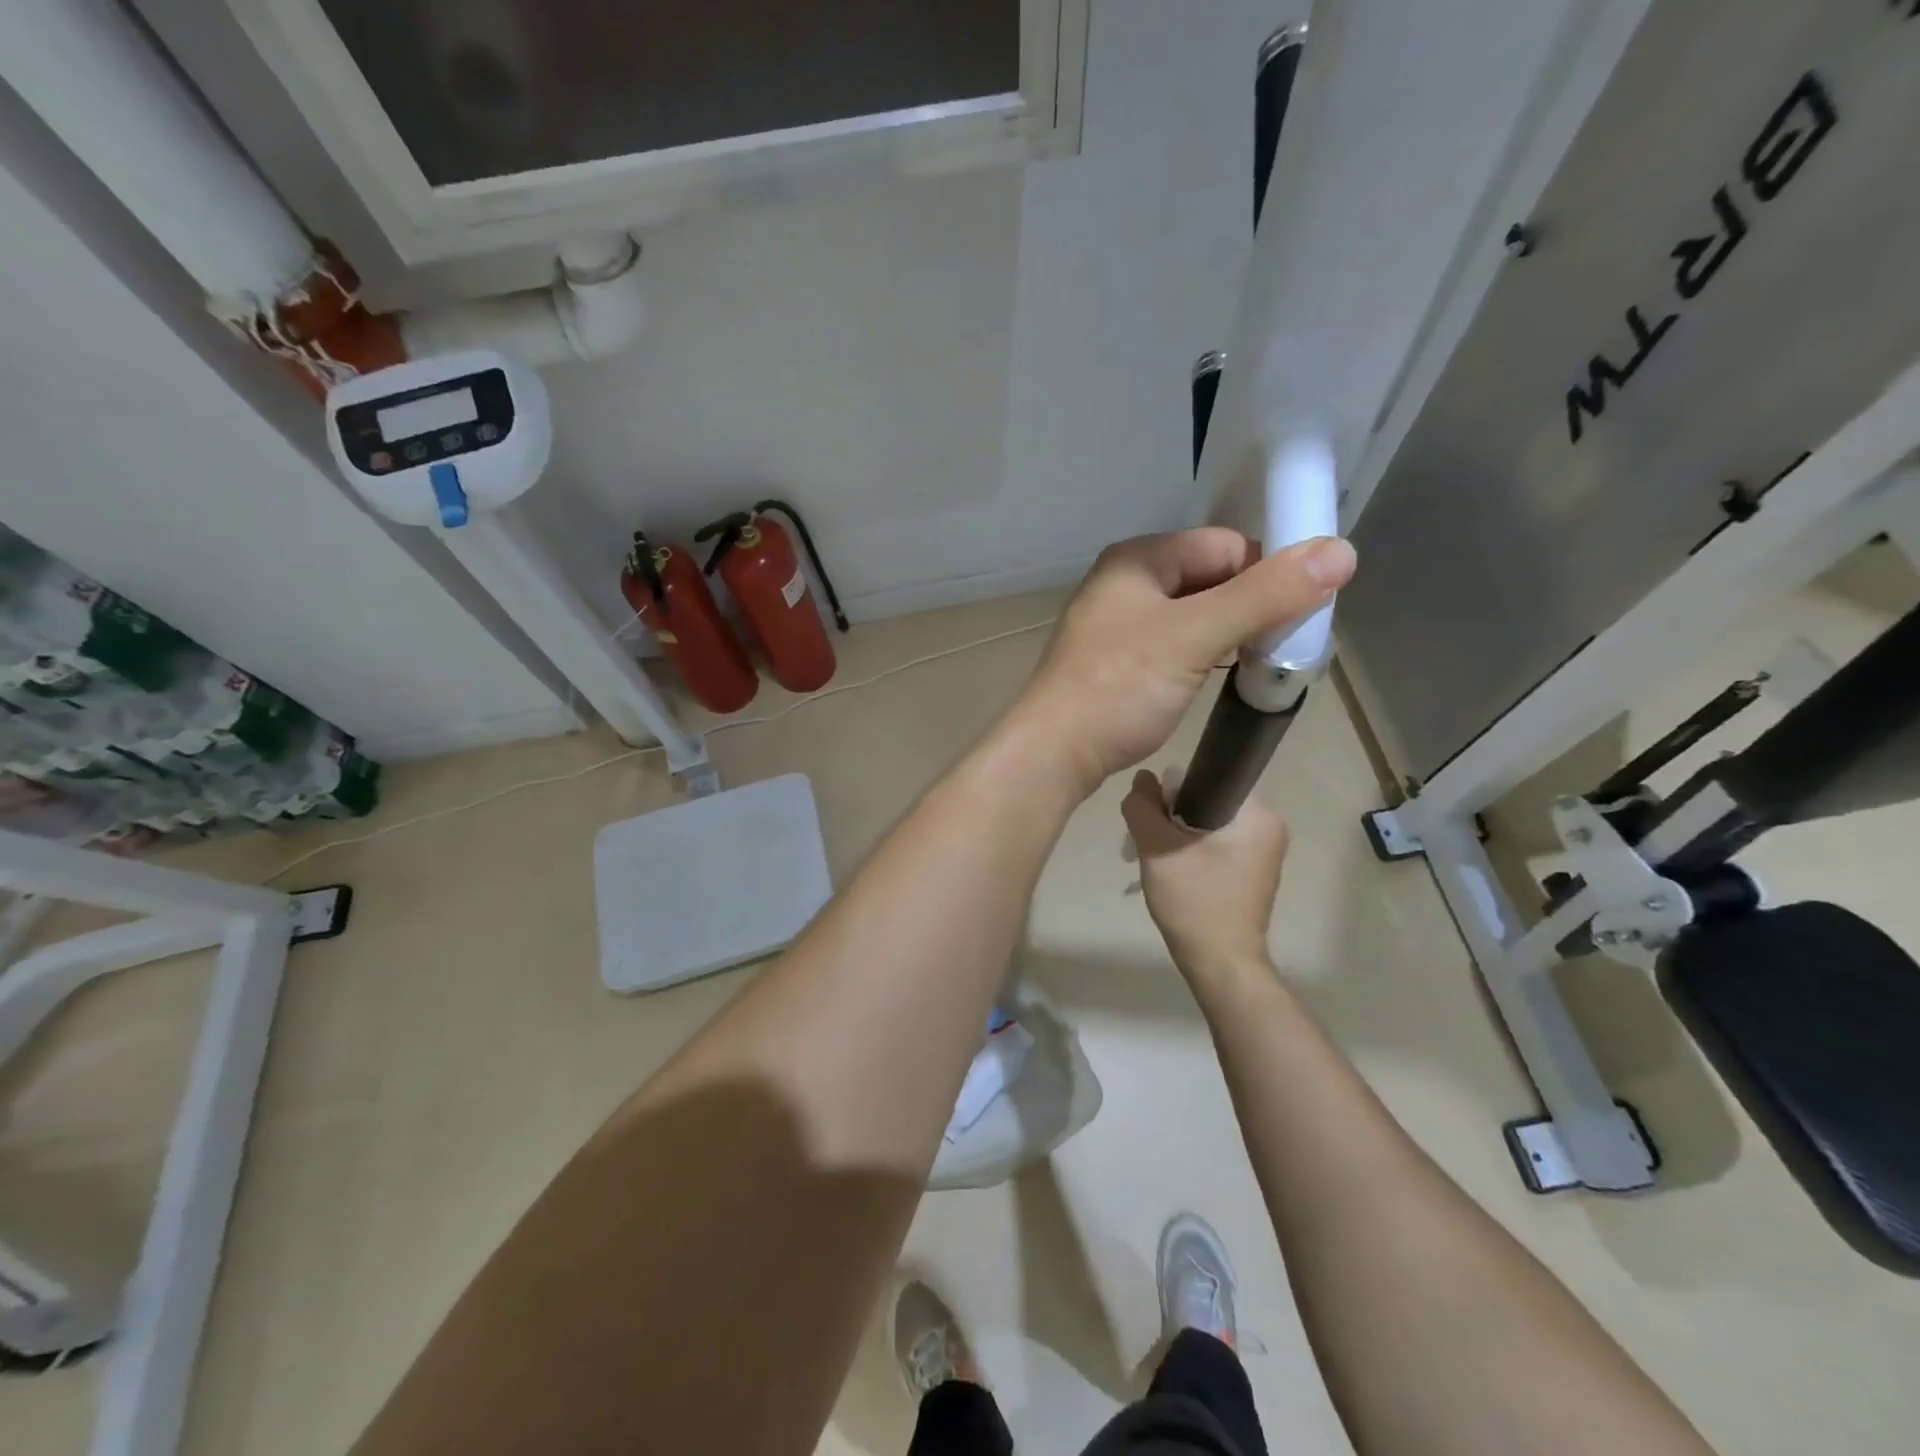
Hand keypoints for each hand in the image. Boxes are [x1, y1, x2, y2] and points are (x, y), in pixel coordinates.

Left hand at [1011, 530, 1354, 795]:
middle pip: (1211, 578)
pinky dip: (1205, 655)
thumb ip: (1265, 596)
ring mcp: (1119, 625)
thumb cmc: (1120, 688)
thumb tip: (1341, 552)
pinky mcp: (1119, 662)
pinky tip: (1224, 677)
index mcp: (1138, 559)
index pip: (1225, 545)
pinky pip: (1177, 644)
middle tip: (1287, 645)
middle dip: (1252, 606)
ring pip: (1195, 615)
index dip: (1268, 572)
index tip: (1301, 613)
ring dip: (1231, 634)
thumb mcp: (1195, 636)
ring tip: (1263, 664)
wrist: (1054, 753)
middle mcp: (1125, 583)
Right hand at [1122, 768, 1289, 973]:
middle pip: (1208, 802)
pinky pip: (1217, 846)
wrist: (1221, 964)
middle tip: (1150, 839)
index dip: (1173, 791)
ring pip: (1209, 825)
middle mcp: (1270, 828)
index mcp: (1259, 815)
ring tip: (1159, 857)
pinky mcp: (1253, 873)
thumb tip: (1142, 779)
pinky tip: (1175, 870)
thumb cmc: (1196, 902)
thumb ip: (1143, 809)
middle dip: (1174, 816)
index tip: (1153, 814)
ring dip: (1180, 835)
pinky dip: (1193, 851)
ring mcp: (1264, 853)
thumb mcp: (1158, 850)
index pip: (1208, 779)